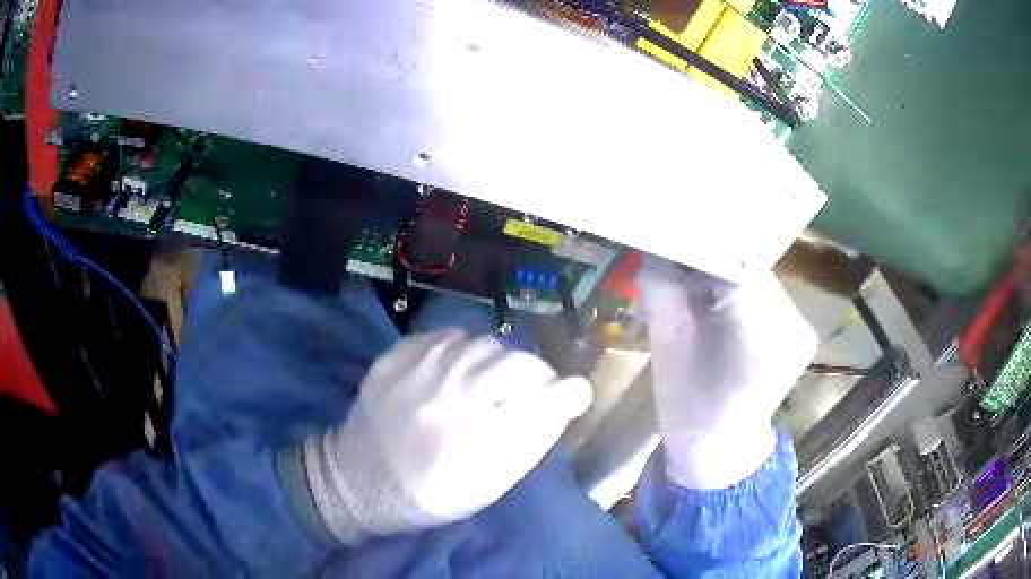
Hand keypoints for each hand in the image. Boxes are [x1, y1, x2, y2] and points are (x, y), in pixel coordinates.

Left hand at [299, 330, 591, 544]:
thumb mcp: (489, 483)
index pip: (544, 393)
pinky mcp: (396, 355)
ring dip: (497, 363)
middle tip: (527, 395)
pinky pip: (446, 337)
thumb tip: (563, 402)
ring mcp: (419, 365)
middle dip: (533, 377)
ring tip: (487, 386)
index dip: (567, 393)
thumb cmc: (432, 492)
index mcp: (477, 430)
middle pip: (517, 361)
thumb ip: (530, 440)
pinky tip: (454, 375)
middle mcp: (450, 388)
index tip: (572, 396)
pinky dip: (461, 353)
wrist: (360, 480)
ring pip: (484, 344)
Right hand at [637, 259, 815, 488]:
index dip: (701, 245)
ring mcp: (801, 327)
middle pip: (749, 268)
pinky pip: (767, 297)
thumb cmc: (688, 408)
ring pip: (758, 280)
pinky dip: (741, 294)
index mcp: (761, 329)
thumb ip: (661, 291)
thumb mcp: (666, 349)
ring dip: (726, 278)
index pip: (734, 261)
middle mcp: (792, 321)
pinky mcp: (800, 333)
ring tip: (697, 289)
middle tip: (678, 264)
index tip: (671, 240)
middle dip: (711, 262)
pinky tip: (721, 309)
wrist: (721, 451)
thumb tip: (654, 248)